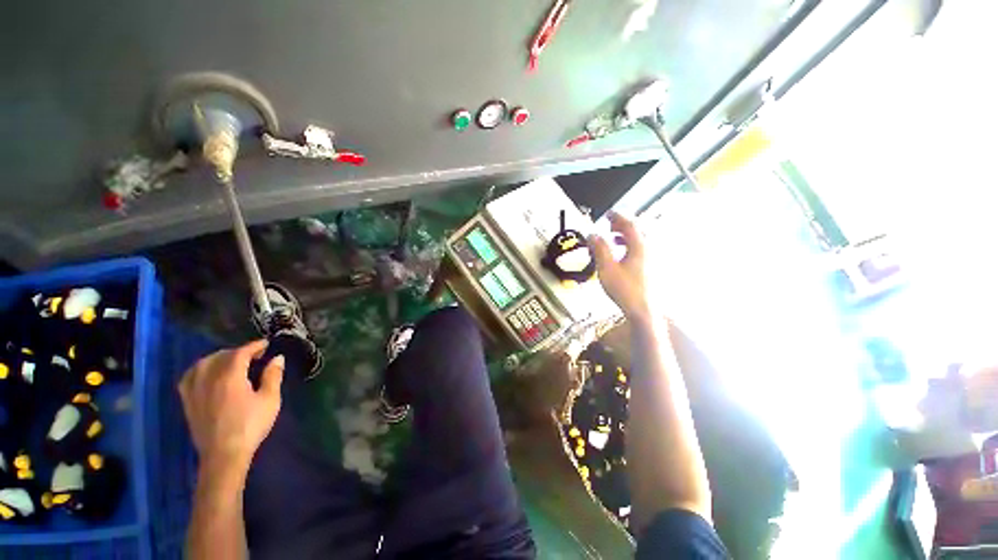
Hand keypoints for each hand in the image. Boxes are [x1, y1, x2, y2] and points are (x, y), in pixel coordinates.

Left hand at [178, 340, 283, 472]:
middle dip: (238, 352)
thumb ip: (273, 376)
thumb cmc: (251, 425)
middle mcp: (208, 378)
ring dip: (218, 358)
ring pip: (202, 364)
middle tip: (254, 355)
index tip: (266, 344)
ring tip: (231, 362)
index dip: (254, 346)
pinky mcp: (188, 401)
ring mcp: (194, 390)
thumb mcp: (270, 400)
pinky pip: (189, 377)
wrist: (224, 454)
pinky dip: (200, 369)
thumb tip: (277, 358)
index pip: (241, 352)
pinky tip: (207, 375)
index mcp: (230, 376)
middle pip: (221, 356)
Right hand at [589, 212, 650, 320]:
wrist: (644, 311)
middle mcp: (649, 249)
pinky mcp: (651, 269)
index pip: (630, 224)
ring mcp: (652, 259)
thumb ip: (599, 249)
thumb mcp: (607, 268)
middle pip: (637, 230)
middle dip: (622, 225)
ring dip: (626, 236)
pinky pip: (641, 250)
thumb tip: (592, 234)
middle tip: (609, 224)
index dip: (617, 217)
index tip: (607, 214)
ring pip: (640, 241)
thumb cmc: (624, 289)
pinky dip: (629, 246)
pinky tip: (621, 255)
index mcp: (639, 246)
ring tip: (613, 238)